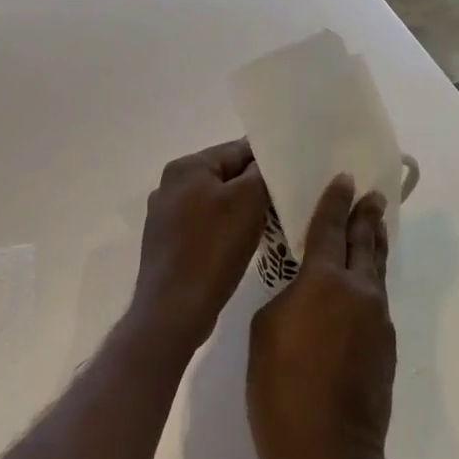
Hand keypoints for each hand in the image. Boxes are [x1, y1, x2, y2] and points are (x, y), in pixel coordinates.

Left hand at [129, 140, 269, 358]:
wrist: (173, 309)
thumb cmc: (213, 248)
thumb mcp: (248, 201)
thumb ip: (260, 172)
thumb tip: (264, 162)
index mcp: (186, 167)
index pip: (237, 150)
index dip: (267, 160)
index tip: (292, 174)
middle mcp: (170, 184)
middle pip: (225, 175)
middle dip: (253, 187)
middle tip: (284, 201)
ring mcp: (165, 215)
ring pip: (215, 201)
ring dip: (239, 210)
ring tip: (267, 224)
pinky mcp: (167, 243)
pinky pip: (204, 225)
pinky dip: (224, 230)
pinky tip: (240, 246)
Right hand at [248, 175, 396, 458]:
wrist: (328, 458)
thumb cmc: (280, 389)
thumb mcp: (265, 329)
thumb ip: (287, 297)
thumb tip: (306, 292)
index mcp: (324, 280)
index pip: (331, 227)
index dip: (336, 200)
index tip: (346, 178)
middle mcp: (358, 291)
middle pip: (365, 241)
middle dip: (367, 215)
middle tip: (372, 195)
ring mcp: (378, 319)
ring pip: (375, 270)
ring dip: (373, 246)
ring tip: (372, 228)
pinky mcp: (385, 346)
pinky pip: (376, 299)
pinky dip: (369, 282)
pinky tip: (359, 287)